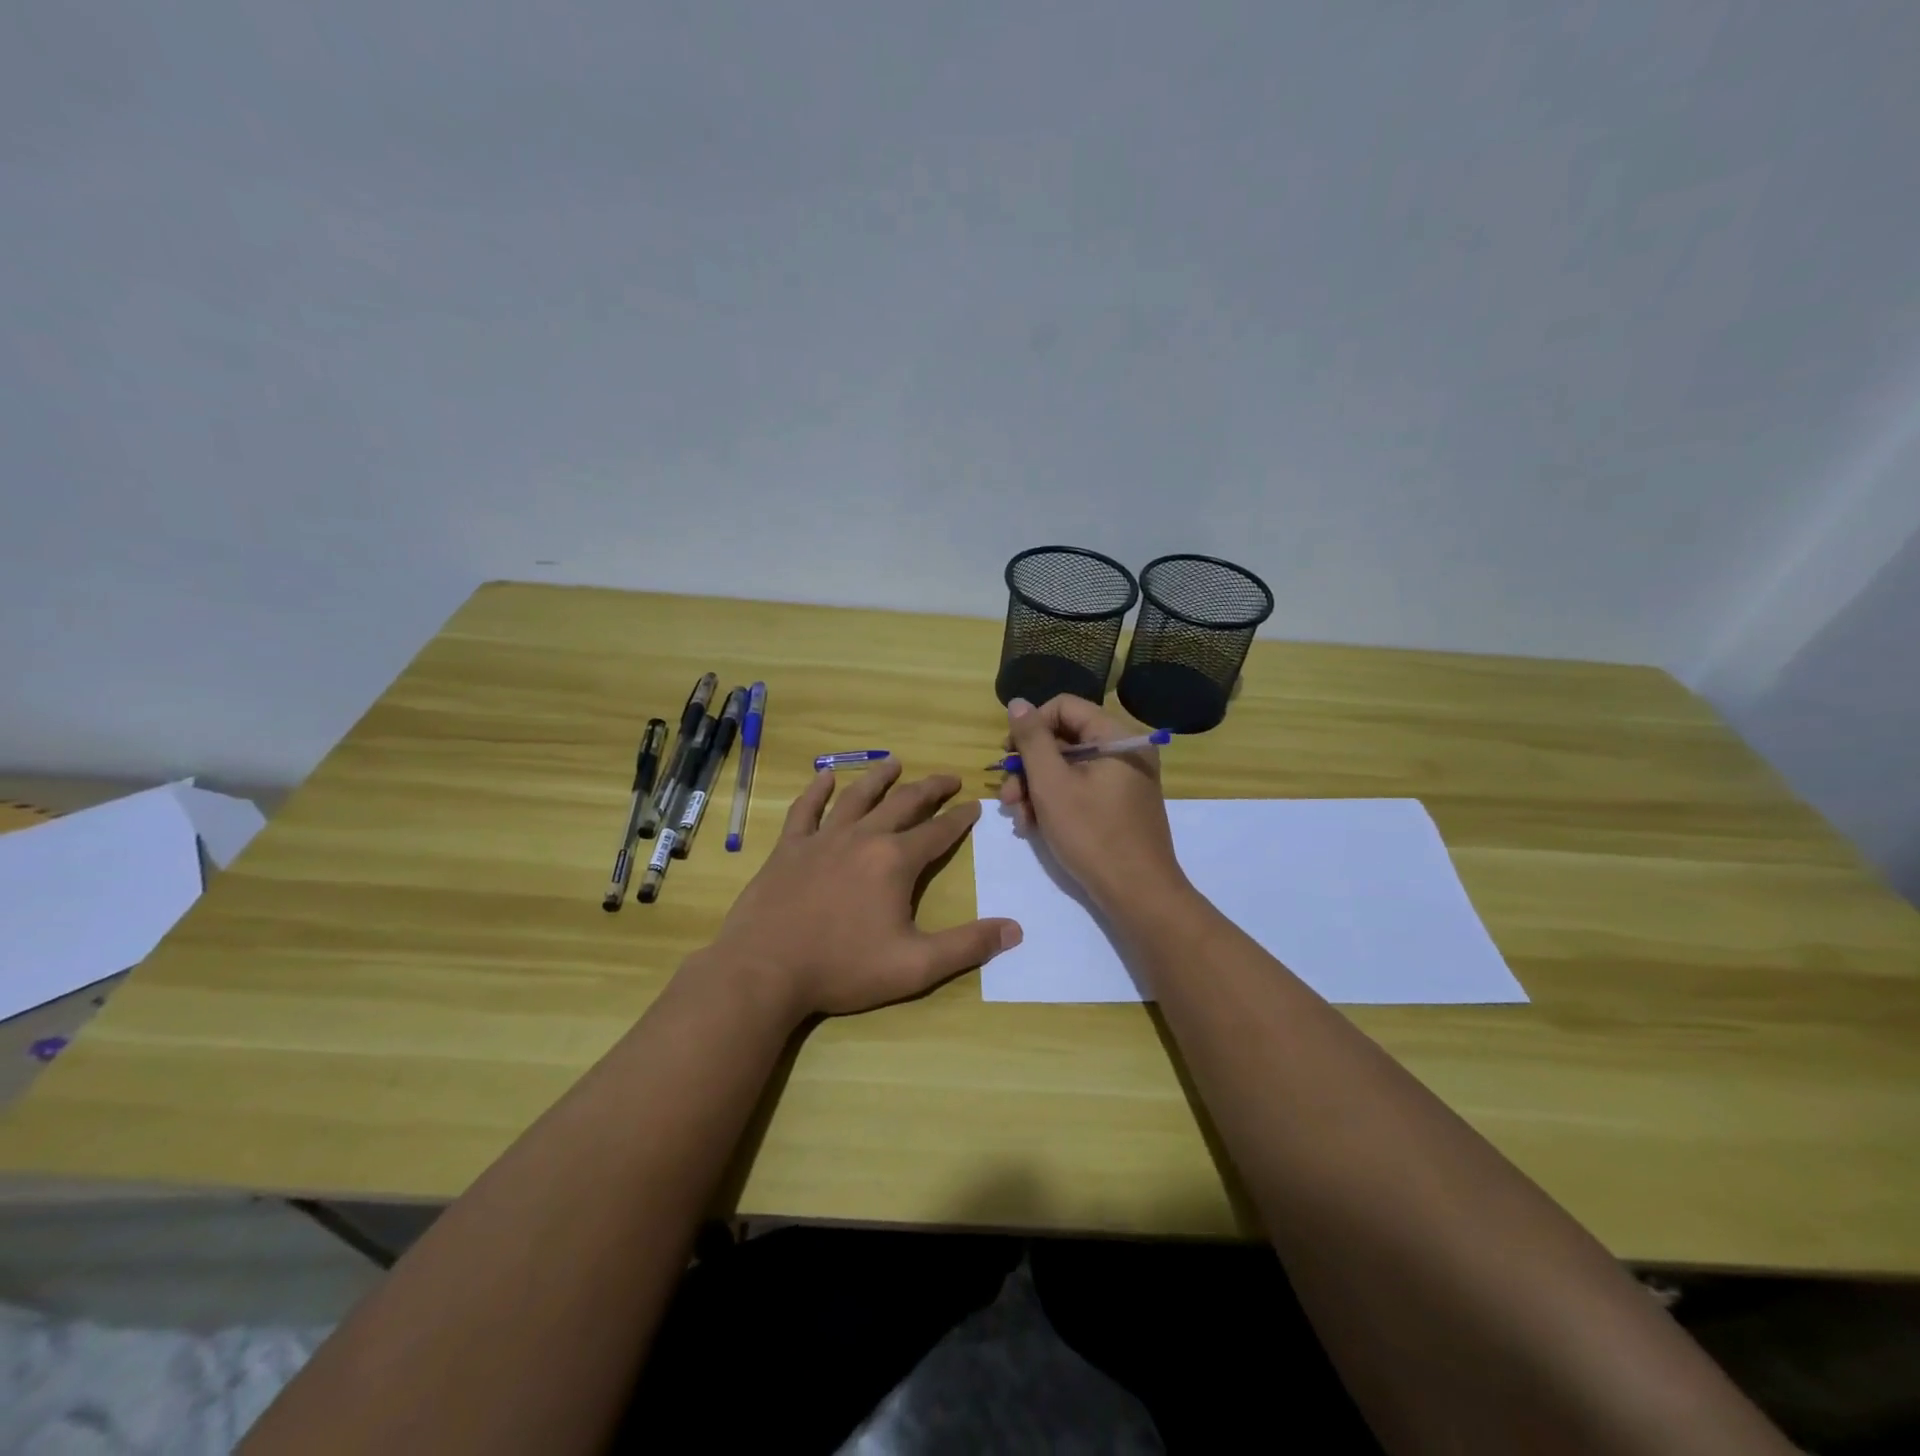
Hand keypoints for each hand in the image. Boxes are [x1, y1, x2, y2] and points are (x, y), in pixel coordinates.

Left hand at [710, 762, 1021, 1022]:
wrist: (764, 970)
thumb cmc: (842, 968)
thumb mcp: (915, 966)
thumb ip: (967, 946)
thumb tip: (1015, 930)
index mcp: (895, 861)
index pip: (938, 832)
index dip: (960, 818)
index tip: (975, 805)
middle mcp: (862, 838)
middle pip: (903, 803)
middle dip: (930, 789)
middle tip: (948, 778)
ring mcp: (822, 839)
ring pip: (856, 797)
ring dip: (879, 778)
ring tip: (895, 763)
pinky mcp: (789, 848)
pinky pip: (805, 810)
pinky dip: (816, 791)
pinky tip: (824, 776)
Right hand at [996, 695, 1184, 914]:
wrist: (1138, 894)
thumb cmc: (1092, 834)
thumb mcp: (1052, 784)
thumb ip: (1032, 740)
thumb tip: (1018, 703)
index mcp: (1116, 737)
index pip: (1064, 707)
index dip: (1031, 727)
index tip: (1008, 756)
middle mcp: (1124, 751)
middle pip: (1064, 738)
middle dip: (1028, 766)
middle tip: (1007, 795)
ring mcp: (1123, 779)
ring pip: (1067, 767)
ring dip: (1035, 788)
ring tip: (1018, 817)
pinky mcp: (1118, 804)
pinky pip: (1080, 788)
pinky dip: (1054, 801)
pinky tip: (1034, 825)